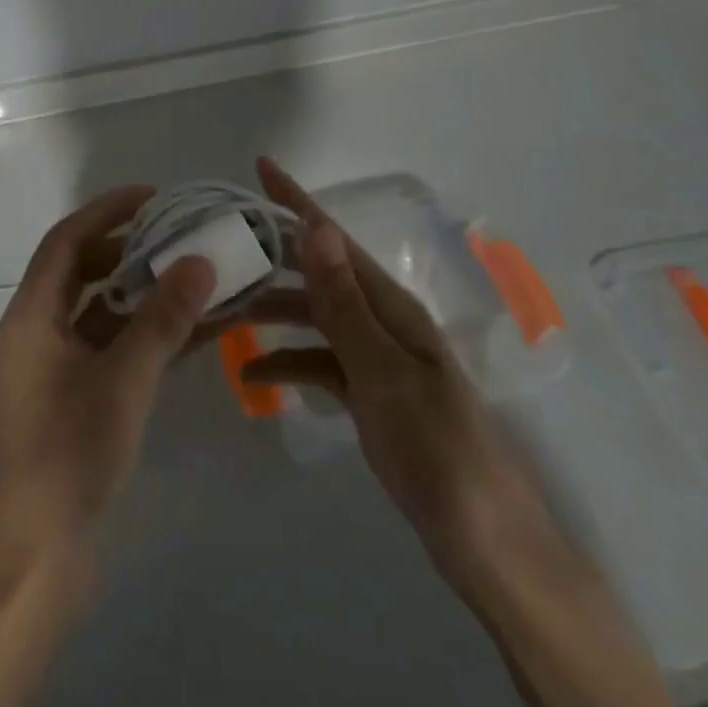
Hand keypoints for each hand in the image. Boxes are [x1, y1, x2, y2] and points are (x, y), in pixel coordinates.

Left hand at [0, 186, 216, 570]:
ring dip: (143, 292)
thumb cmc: (71, 452)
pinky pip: (112, 346)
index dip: (107, 211)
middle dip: (129, 248)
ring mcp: (56, 365)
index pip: (67, 239)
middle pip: (83, 269)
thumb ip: (163, 318)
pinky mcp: (75, 395)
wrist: (40, 555)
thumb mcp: (124, 378)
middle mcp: (38, 329)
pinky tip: (192, 330)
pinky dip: (146, 333)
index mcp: (33, 314)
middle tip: (177, 235)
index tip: (153, 196)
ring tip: (191, 276)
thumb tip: (200, 261)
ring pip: (101, 309)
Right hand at [243, 157, 560, 588]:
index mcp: (391, 304)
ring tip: (224, 313)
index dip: (296, 201)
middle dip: (273, 256)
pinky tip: (252, 374)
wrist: (484, 540)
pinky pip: (321, 362)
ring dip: (274, 312)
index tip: (260, 166)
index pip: (334, 239)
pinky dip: (288, 363)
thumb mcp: (381, 369)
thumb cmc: (434, 446)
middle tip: (223, 246)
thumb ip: (343, 301)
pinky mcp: (371, 394)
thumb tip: (315, 228)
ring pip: (315, 318)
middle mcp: (384, 320)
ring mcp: (377, 358)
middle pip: (319, 274)